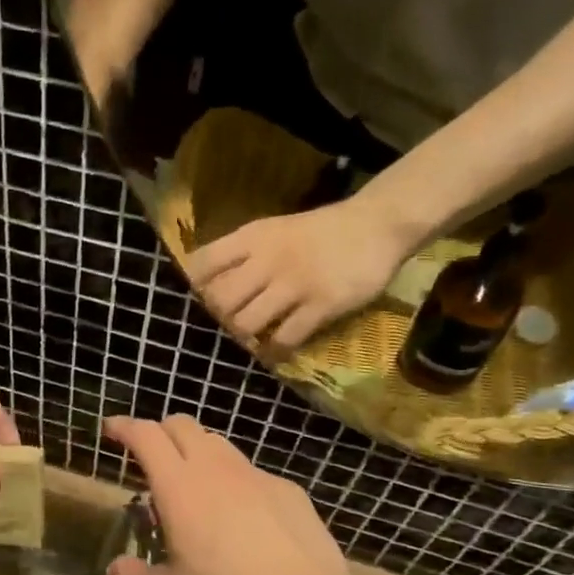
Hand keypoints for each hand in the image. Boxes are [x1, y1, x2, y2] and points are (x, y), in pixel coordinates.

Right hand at [103, 415, 354, 574]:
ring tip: (195, 485)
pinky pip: (252, 472)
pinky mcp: (288, 489)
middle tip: (151, 457)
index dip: (125, 426)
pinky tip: (242, 515)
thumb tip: (115, 569)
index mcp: (179, 488)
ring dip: (198, 452)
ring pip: (218, 444)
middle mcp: (216, 469)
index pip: (146, 436)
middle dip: (160, 432)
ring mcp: (256, 476)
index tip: (112, 429)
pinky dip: (235, 481)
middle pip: (182, 425)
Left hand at [187, 196, 410, 351]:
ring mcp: (295, 284)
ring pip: (246, 323)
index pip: (203, 263)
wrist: (377, 224)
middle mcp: (267, 260)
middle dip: (220, 318)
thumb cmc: (320, 231)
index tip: (203, 300)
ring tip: (255, 337)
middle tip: (232, 323)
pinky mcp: (321, 305)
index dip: (196, 287)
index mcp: (252, 238)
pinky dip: (276, 350)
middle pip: (219, 301)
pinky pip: (285, 338)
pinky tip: (279, 349)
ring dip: (246, 337)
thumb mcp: (274, 231)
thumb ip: (243, 254)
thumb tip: (209, 285)